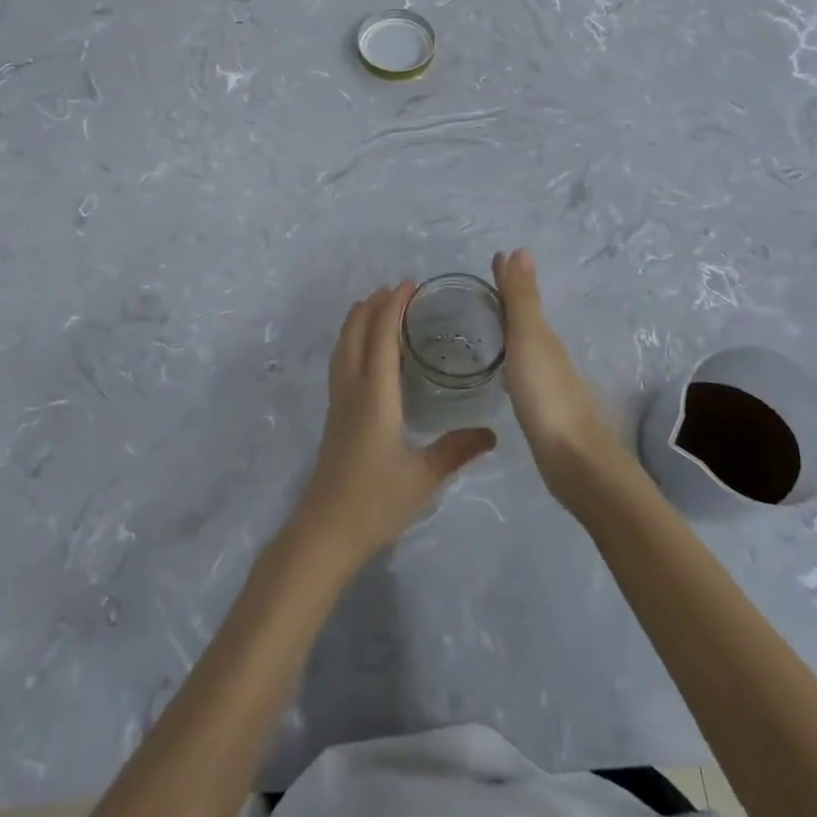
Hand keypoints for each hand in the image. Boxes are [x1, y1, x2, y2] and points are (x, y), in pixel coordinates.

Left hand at [295, 284, 495, 569]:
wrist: (325, 532)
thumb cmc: (375, 501)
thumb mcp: (423, 476)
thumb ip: (457, 450)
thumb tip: (492, 433)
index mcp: (375, 394)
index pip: (381, 337)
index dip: (392, 307)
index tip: (408, 284)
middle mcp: (353, 389)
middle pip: (356, 333)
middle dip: (372, 306)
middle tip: (395, 289)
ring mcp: (338, 403)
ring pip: (343, 347)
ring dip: (357, 321)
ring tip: (373, 306)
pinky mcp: (334, 417)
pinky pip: (340, 364)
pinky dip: (351, 342)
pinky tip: (361, 354)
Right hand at [493, 250, 623, 504]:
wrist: (575, 461)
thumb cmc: (547, 395)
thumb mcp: (529, 340)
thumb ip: (522, 299)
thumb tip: (521, 250)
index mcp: (543, 336)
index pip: (522, 297)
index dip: (508, 278)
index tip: (493, 257)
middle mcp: (548, 354)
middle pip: (525, 319)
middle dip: (507, 300)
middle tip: (482, 288)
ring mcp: (548, 383)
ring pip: (525, 345)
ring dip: (509, 329)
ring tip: (486, 323)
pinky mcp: (543, 410)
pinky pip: (522, 371)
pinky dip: (511, 358)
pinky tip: (503, 369)